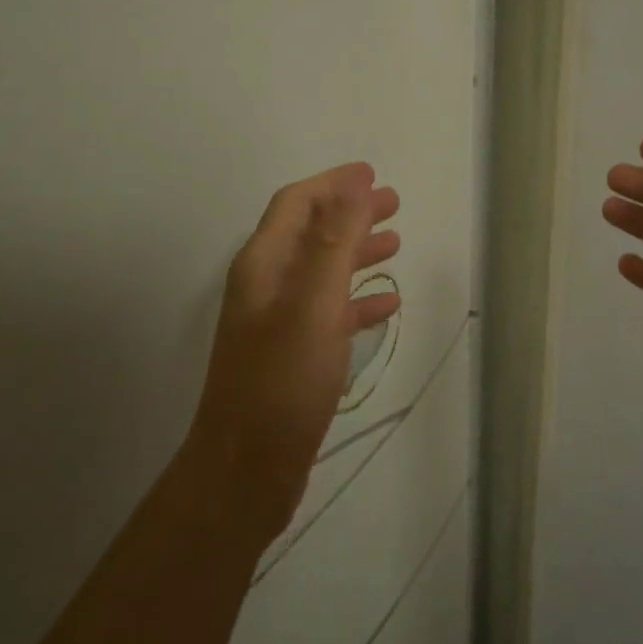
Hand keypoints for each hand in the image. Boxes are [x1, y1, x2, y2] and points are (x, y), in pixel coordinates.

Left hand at [189, 163, 401, 539]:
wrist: (247, 469)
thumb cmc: (282, 381)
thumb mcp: (313, 304)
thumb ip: (334, 242)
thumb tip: (352, 185)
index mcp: (263, 265)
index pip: (296, 205)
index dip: (333, 184)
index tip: (372, 174)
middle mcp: (266, 287)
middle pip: (311, 233)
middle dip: (350, 213)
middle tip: (393, 204)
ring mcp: (278, 323)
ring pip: (322, 272)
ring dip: (356, 253)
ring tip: (395, 244)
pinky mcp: (294, 356)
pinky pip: (330, 313)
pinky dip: (357, 300)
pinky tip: (387, 304)